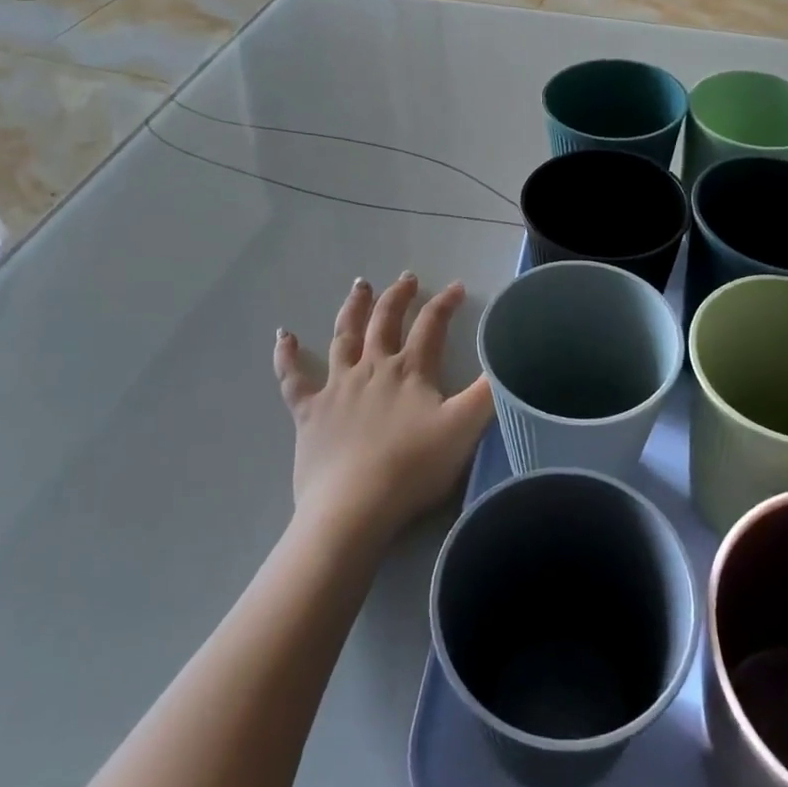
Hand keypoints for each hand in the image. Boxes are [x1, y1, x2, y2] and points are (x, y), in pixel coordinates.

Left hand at [273, 275, 493, 546]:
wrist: (354, 507)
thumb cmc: (413, 468)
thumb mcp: (465, 428)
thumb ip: (488, 393)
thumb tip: (504, 360)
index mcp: (410, 371)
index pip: (431, 325)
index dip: (445, 303)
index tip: (457, 287)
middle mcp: (372, 368)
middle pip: (385, 321)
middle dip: (398, 297)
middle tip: (407, 278)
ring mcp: (337, 387)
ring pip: (344, 337)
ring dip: (353, 308)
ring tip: (360, 286)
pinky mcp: (308, 412)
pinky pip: (293, 378)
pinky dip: (286, 356)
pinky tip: (282, 336)